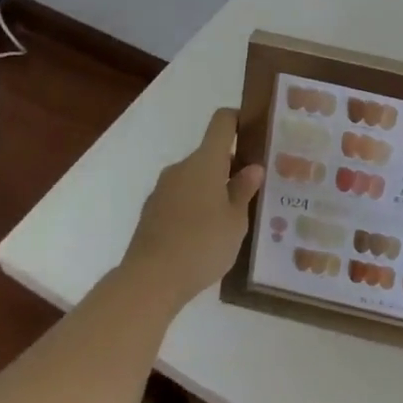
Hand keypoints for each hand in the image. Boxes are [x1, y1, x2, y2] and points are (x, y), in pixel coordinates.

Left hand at [122, 108, 264, 306]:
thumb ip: (243, 190)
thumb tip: (252, 168)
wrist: (148, 282)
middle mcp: (181, 167)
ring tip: (228, 220)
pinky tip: (203, 237)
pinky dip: (193, 208)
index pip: (222, 121)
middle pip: (209, 154)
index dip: (239, 120)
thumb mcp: (235, 221)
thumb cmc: (201, 245)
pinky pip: (179, 199)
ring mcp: (162, 190)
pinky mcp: (150, 213)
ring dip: (211, 190)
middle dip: (229, 167)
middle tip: (250, 191)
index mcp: (205, 161)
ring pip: (194, 178)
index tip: (254, 135)